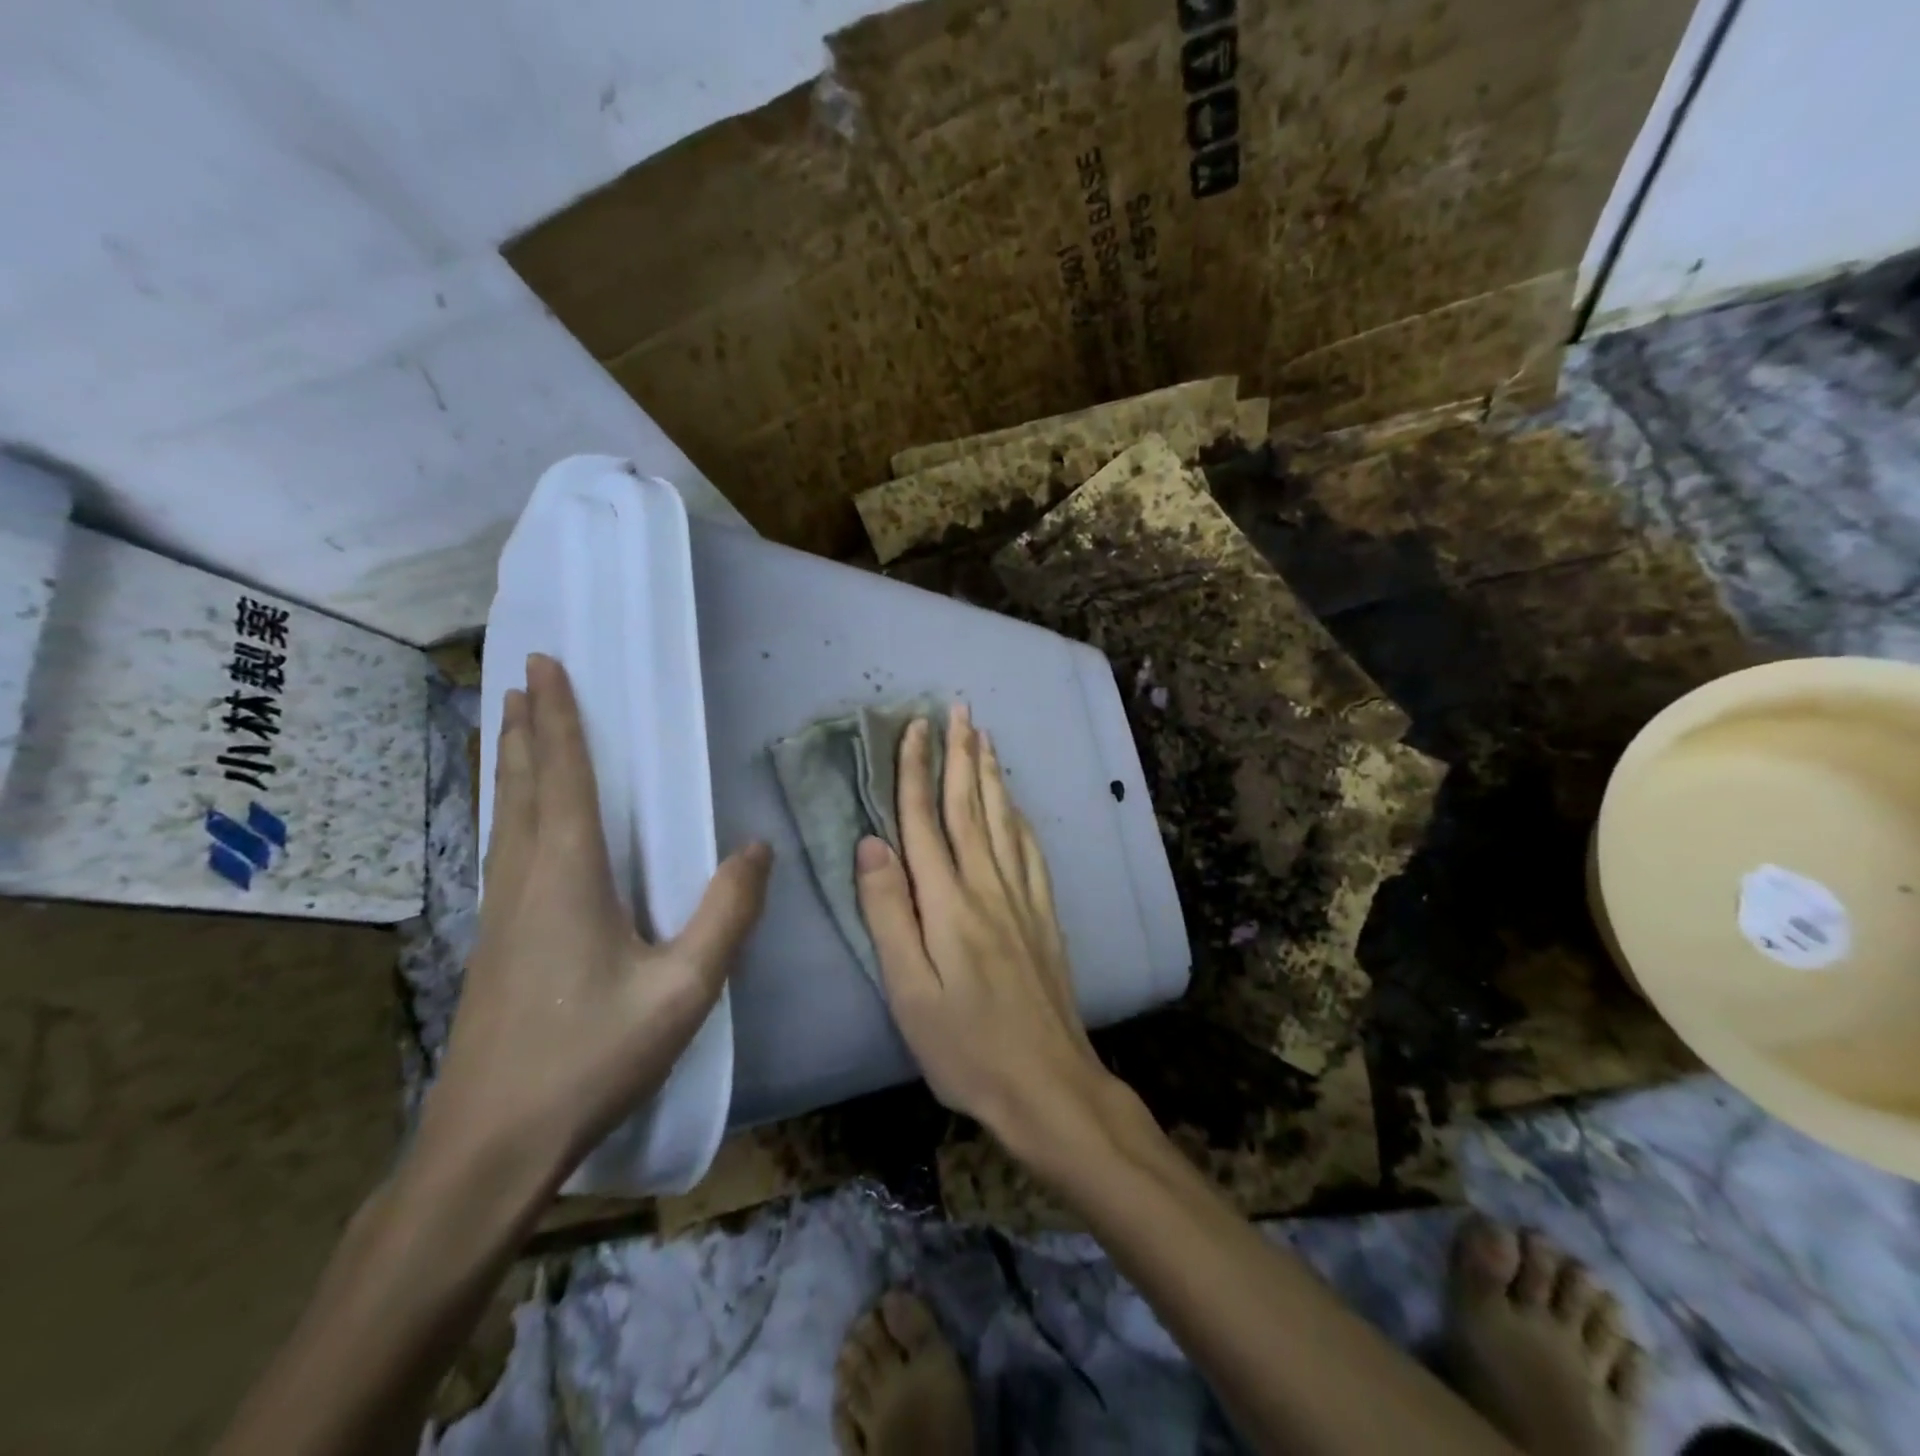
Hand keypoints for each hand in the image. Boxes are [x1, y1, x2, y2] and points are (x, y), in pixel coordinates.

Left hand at [422, 654, 770, 1191]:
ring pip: (504, 816)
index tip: (544, 666)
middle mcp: (525, 880)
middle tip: (521, 681)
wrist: (490, 1144)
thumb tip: (756, 847)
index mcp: (567, 875)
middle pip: (521, 786)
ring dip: (510, 764)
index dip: (556, 718)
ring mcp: (500, 912)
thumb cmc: (592, 1057)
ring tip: (508, 728)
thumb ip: (726, 913)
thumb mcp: (684, 988)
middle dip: (524, 728)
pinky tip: (517, 823)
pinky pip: (503, 848)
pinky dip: (508, 809)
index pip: (562, 776)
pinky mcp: (494, 942)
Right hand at [854, 703, 1120, 1162]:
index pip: (924, 821)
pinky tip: (1017, 807)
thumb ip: (888, 913)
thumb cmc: (965, 1047)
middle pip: (969, 807)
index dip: (916, 771)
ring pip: (1003, 820)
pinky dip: (1019, 817)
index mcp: (948, 902)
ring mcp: (1022, 899)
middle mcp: (988, 887)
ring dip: (991, 775)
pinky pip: (1030, 851)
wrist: (1049, 1083)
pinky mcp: (1044, 917)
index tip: (913, 727)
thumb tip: (870, 844)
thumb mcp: (909, 990)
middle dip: (961, 754)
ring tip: (985, 738)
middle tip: (958, 709)